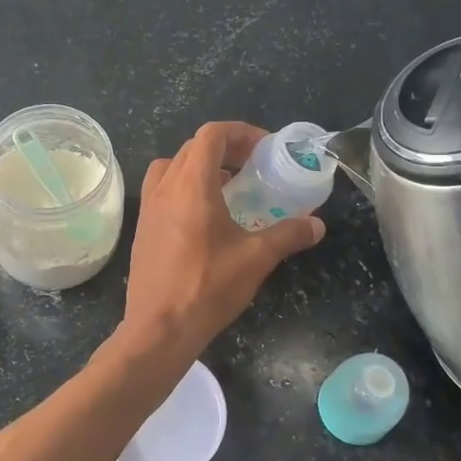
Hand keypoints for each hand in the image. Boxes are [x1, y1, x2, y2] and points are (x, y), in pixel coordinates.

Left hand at [122, 121, 324, 353]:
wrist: (159, 328)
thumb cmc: (207, 286)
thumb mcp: (256, 258)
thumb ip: (288, 234)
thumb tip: (317, 224)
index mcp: (192, 185)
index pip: (211, 134)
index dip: (240, 132)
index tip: (263, 149)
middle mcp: (165, 188)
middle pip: (192, 147)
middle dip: (224, 148)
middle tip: (251, 166)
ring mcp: (148, 208)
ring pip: (172, 167)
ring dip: (199, 167)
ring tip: (226, 187)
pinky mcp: (143, 229)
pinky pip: (162, 192)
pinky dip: (183, 189)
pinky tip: (204, 218)